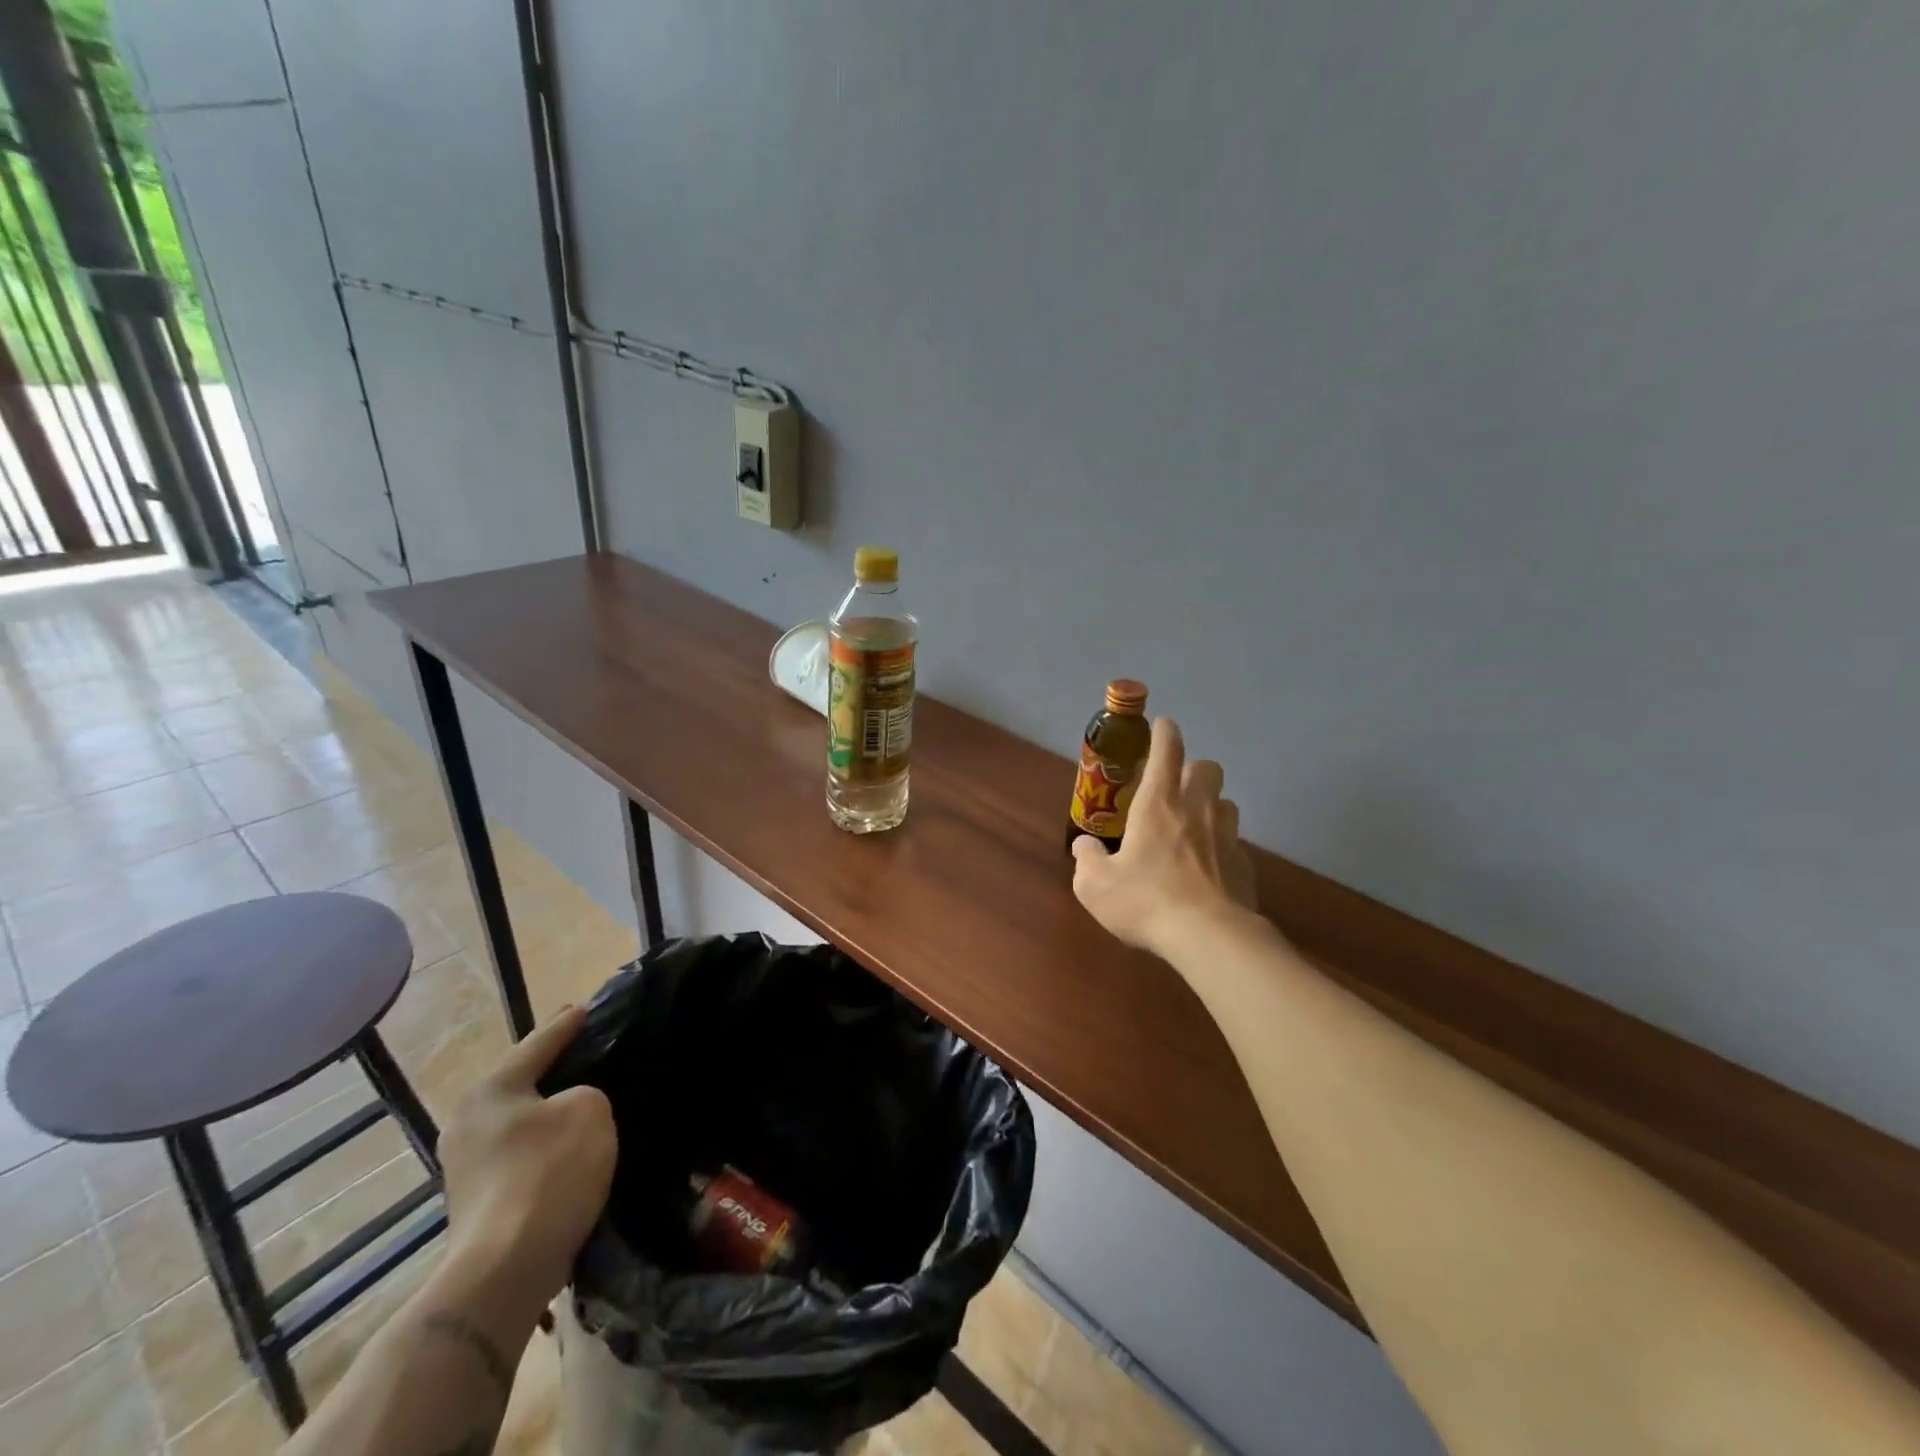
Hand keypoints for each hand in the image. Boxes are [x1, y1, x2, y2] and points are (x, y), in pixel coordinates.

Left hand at [438, 1006, 616, 1311]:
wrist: (505, 1270)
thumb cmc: (548, 1173)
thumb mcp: (589, 1110)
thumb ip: (585, 1093)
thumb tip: (571, 1109)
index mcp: (490, 1090)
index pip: (538, 1042)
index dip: (568, 1024)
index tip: (588, 1008)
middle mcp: (467, 1121)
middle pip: (522, 1081)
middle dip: (555, 1068)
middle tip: (590, 1051)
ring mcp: (466, 1165)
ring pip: (521, 1120)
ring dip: (550, 1111)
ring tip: (586, 1100)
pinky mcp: (477, 1200)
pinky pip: (521, 1153)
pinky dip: (545, 1144)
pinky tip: (570, 1147)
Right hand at [1072, 717, 1257, 957]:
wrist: (1208, 936)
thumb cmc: (1145, 900)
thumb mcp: (1095, 885)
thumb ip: (1087, 860)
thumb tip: (1084, 846)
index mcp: (1158, 804)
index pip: (1168, 751)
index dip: (1165, 733)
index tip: (1164, 725)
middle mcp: (1197, 810)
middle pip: (1208, 768)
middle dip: (1194, 770)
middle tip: (1175, 790)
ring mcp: (1227, 836)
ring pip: (1227, 803)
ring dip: (1211, 806)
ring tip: (1193, 827)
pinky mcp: (1245, 865)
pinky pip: (1234, 843)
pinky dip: (1221, 847)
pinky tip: (1208, 870)